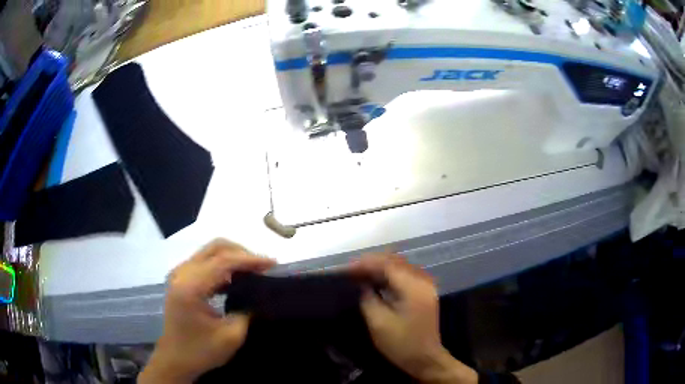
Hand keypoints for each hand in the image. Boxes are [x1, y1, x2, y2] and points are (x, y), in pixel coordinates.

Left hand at [139, 239, 275, 383]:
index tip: (273, 264)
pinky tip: (236, 278)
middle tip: (263, 267)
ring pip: (210, 251)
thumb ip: (247, 312)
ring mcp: (179, 274)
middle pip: (215, 247)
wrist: (175, 359)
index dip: (250, 260)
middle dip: (242, 253)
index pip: (223, 261)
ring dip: (233, 257)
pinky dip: (223, 265)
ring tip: (254, 271)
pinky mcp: (181, 279)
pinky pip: (205, 261)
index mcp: (191, 287)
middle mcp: (182, 274)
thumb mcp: (231, 336)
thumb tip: (259, 296)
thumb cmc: (201, 351)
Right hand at [351, 254, 477, 383]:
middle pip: (395, 261)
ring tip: (359, 274)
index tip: (346, 269)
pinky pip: (405, 275)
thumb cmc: (401, 344)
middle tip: (351, 271)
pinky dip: (388, 275)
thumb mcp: (378, 323)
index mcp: (413, 287)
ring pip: (400, 266)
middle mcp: (423, 280)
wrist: (425, 359)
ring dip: (379, 267)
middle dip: (372, 263)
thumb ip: (368, 298)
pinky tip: (375, 281)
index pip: (388, 264)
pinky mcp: (424, 292)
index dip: (365, 263)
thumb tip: (361, 284)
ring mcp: (426, 285)